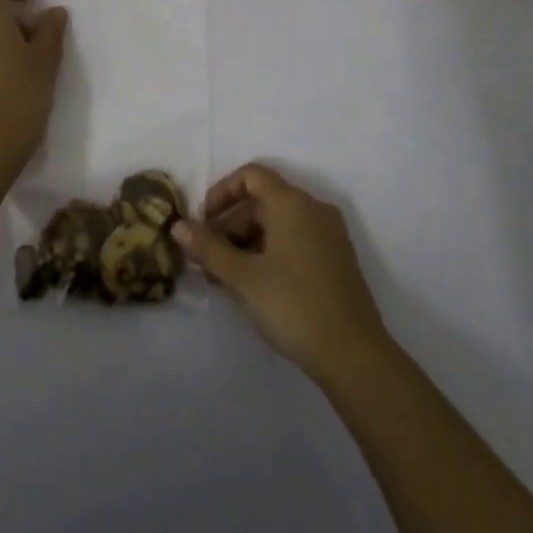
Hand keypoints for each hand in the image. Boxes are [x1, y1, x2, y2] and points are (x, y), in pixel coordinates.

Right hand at [174, 164, 388, 382]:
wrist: (355, 356)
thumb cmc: (293, 305)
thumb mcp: (243, 277)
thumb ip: (208, 248)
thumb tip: (177, 226)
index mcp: (292, 202)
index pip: (250, 176)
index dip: (221, 193)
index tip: (202, 223)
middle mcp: (313, 208)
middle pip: (263, 201)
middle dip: (230, 226)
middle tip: (208, 261)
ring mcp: (329, 234)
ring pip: (278, 224)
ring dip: (247, 243)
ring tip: (226, 279)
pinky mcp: (337, 259)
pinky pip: (295, 240)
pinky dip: (270, 252)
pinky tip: (256, 286)